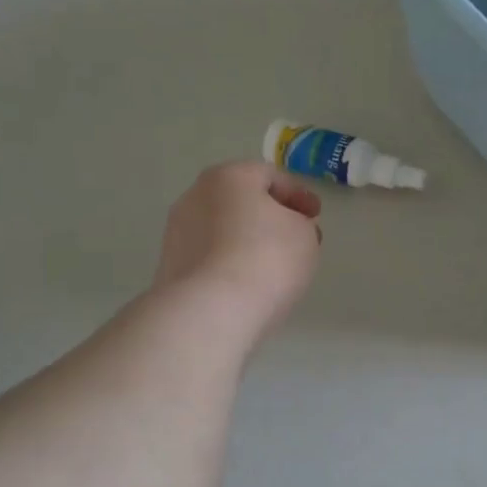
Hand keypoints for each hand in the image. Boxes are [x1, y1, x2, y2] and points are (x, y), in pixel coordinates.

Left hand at [153, 161, 322, 336]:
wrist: (210, 311)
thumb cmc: (266, 259)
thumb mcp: (304, 234)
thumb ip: (301, 223)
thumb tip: (288, 229)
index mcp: (228, 177)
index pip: (270, 175)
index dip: (299, 194)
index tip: (316, 216)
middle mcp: (195, 196)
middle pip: (241, 200)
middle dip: (270, 215)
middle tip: (296, 235)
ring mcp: (177, 232)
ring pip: (223, 229)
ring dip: (247, 240)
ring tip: (273, 265)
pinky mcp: (170, 267)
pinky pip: (210, 256)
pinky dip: (230, 262)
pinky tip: (248, 283)